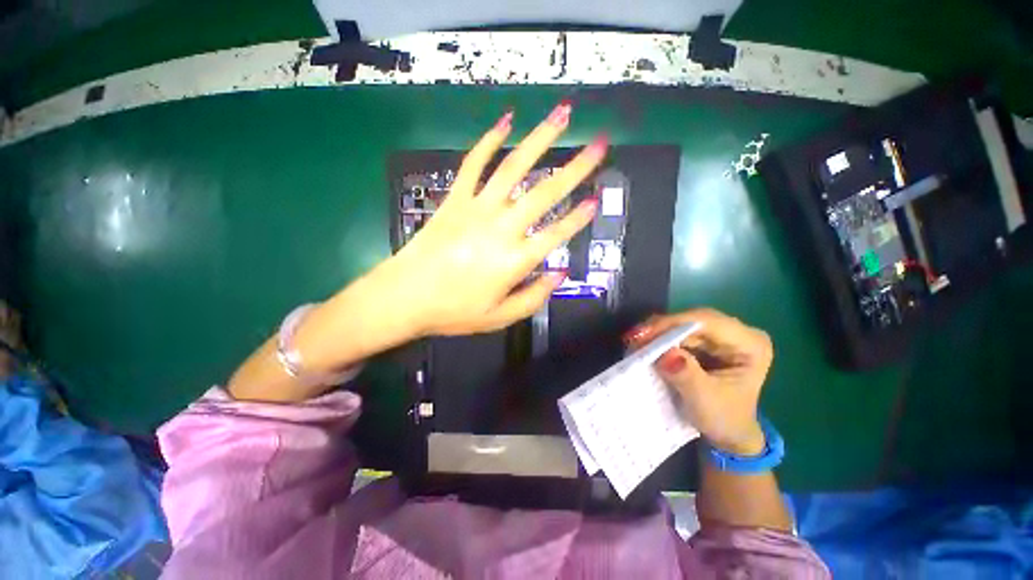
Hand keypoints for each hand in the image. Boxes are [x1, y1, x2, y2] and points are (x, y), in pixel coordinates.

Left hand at [372, 102, 606, 335]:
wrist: (404, 297)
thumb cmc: (454, 311)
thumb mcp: (500, 317)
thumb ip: (534, 297)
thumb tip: (559, 273)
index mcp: (514, 260)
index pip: (556, 234)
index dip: (578, 218)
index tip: (596, 198)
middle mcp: (501, 228)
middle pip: (545, 192)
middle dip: (576, 168)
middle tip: (599, 145)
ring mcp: (476, 208)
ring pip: (513, 167)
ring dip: (540, 139)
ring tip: (562, 115)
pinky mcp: (454, 198)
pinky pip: (474, 164)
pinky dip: (489, 140)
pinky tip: (505, 121)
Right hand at [625, 309, 773, 454]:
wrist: (728, 434)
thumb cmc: (724, 419)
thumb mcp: (705, 401)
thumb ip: (686, 376)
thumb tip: (665, 354)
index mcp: (751, 344)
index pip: (707, 322)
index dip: (672, 324)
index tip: (643, 334)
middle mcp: (738, 333)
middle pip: (694, 319)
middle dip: (662, 327)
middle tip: (634, 337)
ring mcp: (722, 337)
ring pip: (684, 324)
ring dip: (658, 333)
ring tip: (635, 341)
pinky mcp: (707, 342)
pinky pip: (680, 333)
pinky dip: (662, 339)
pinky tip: (646, 344)